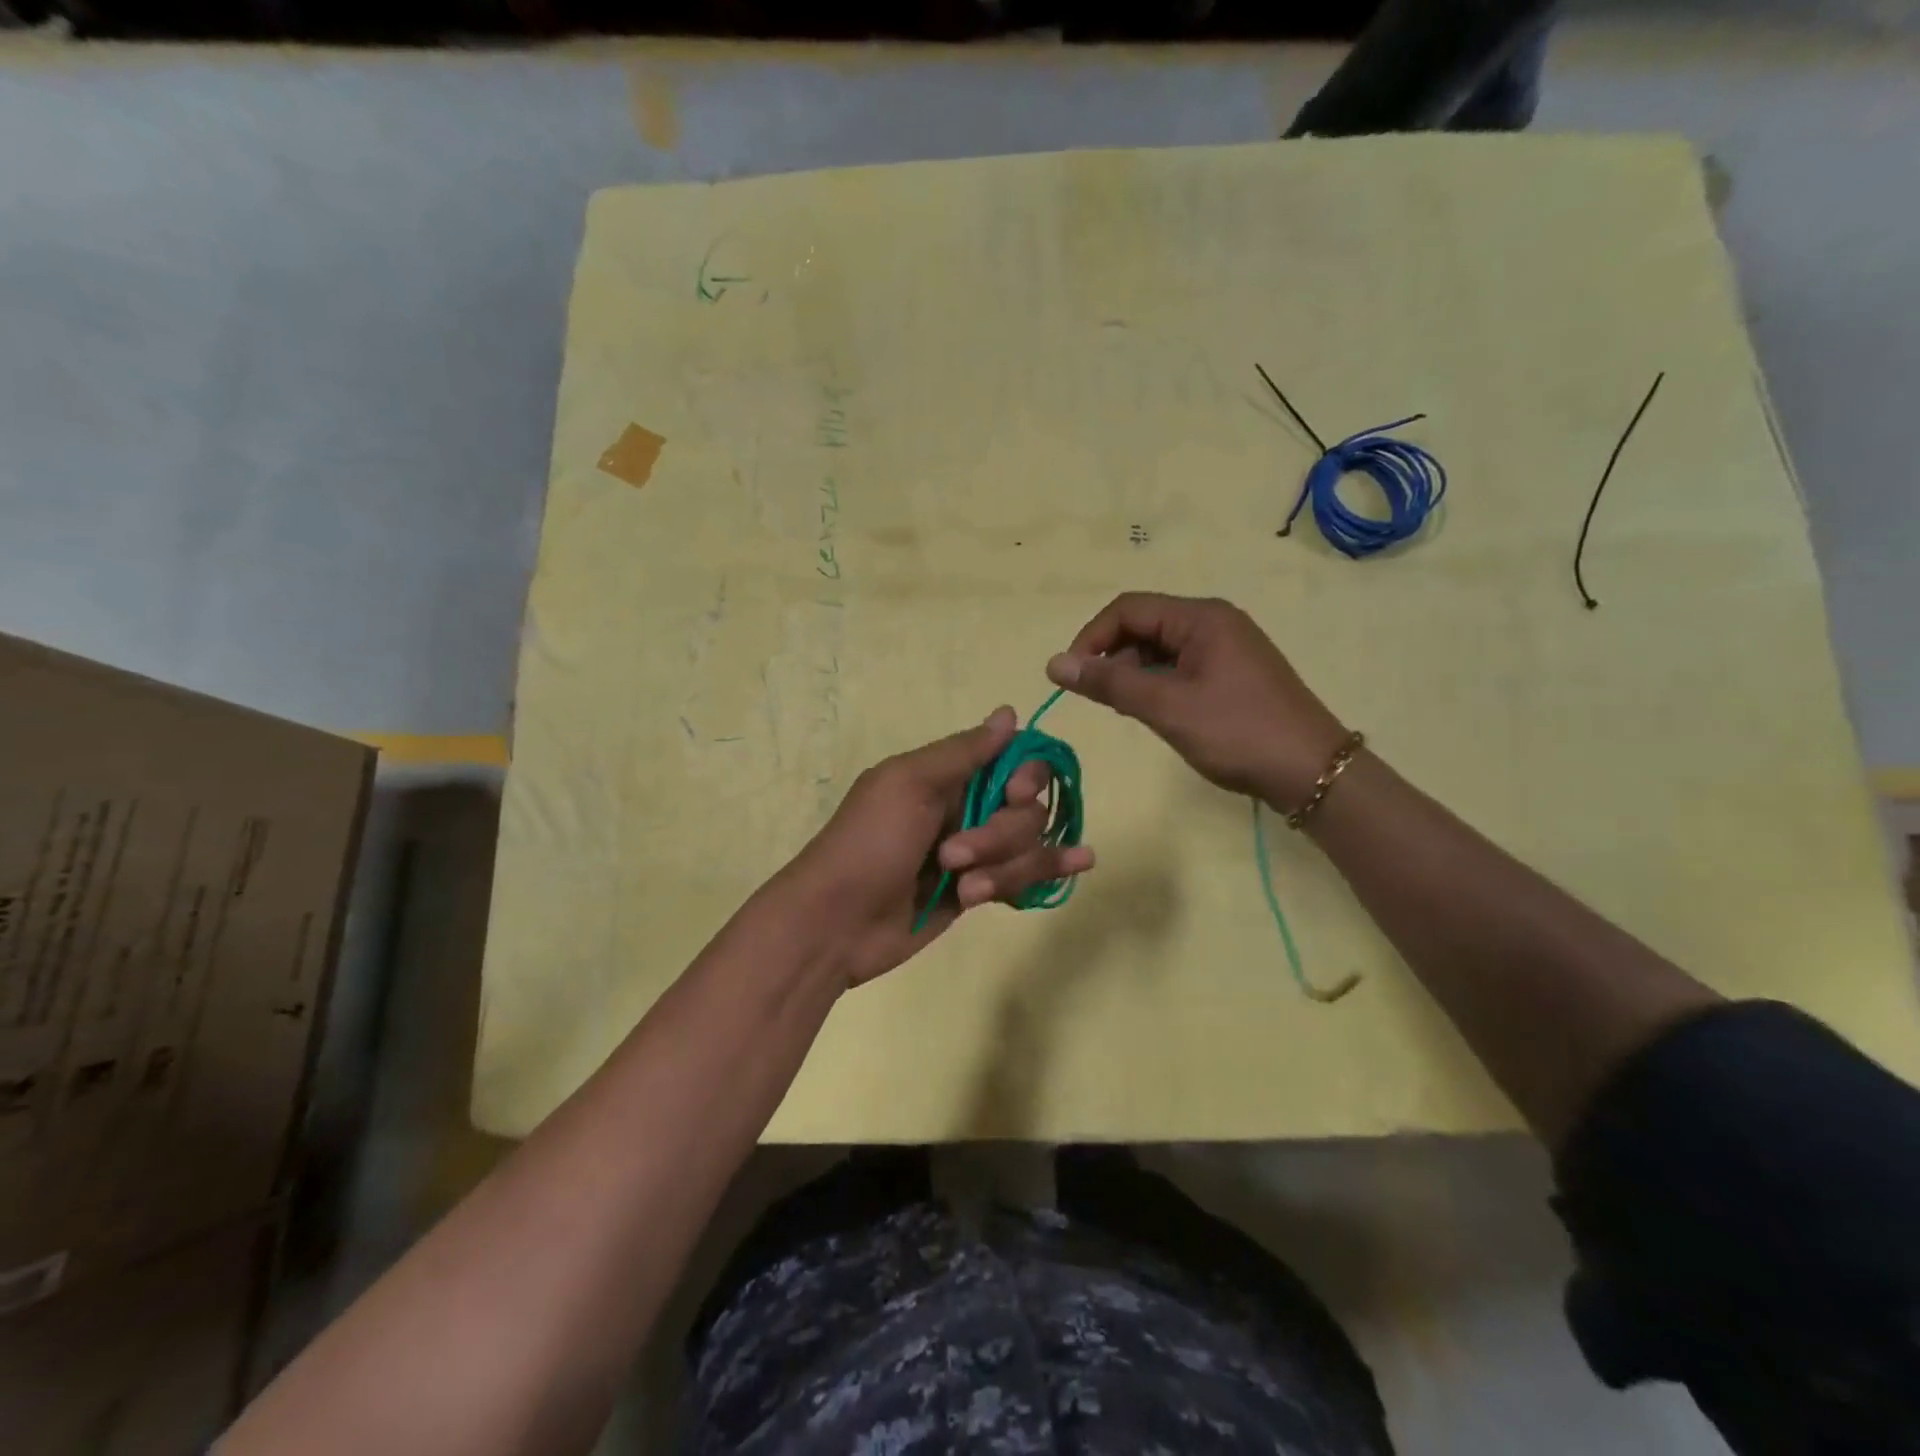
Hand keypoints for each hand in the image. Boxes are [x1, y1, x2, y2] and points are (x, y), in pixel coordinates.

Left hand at [774, 708, 1095, 987]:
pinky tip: (1081, 863)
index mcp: (947, 775)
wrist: (835, 924)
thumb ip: (964, 752)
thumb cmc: (867, 844)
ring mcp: (975, 853)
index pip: (1013, 760)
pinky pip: (1025, 876)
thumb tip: (1010, 713)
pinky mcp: (978, 891)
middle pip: (1027, 808)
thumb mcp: (908, 784)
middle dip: (1000, 835)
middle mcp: (967, 807)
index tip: (1011, 791)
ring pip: (1028, 846)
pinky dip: (1051, 870)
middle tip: (952, 855)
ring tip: (965, 890)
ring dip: (1005, 867)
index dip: (1025, 774)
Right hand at [1046, 593, 1347, 807]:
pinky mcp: (1231, 674)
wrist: (1312, 771)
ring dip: (1133, 673)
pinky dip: (1156, 684)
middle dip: (1112, 656)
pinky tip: (1154, 713)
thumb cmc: (1237, 733)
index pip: (1128, 609)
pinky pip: (1179, 667)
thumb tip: (1053, 664)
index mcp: (1201, 617)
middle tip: (1098, 698)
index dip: (1091, 638)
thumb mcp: (1168, 707)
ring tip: (1126, 710)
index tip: (1070, 677)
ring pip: (1159, 649)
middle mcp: (1213, 622)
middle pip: (1143, 625)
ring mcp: (1225, 648)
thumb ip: (1110, 683)